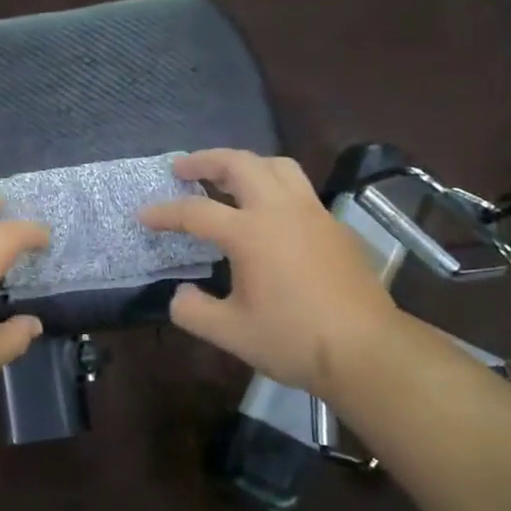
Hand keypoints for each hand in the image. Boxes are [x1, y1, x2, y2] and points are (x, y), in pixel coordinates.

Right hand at [138, 149, 401, 396]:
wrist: (366, 350)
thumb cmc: (292, 340)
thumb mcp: (229, 332)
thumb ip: (193, 310)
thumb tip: (181, 294)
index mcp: (250, 233)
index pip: (196, 212)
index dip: (165, 213)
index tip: (144, 215)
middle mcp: (281, 211)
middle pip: (240, 164)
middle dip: (205, 160)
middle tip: (182, 168)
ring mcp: (313, 214)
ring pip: (277, 166)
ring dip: (245, 164)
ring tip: (225, 177)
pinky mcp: (335, 227)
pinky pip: (298, 190)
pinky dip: (273, 186)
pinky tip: (267, 214)